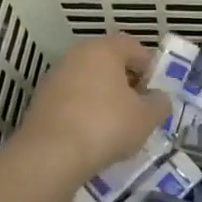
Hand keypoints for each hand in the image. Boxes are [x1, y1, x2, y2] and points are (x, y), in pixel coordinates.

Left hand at [11, 33, 170, 187]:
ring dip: (104, 97)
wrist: (50, 155)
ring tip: (115, 126)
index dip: (149, 68)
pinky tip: (91, 136)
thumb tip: (158, 99)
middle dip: (126, 83)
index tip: (155, 92)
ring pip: (89, 81)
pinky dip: (84, 111)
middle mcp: (77, 55)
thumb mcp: (146, 118)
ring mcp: (55, 76)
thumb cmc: (106, 126)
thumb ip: (159, 103)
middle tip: (138, 109)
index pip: (133, 47)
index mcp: (104, 49)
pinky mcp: (41, 100)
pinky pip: (72, 99)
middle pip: (109, 62)